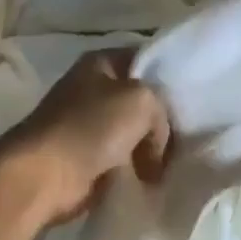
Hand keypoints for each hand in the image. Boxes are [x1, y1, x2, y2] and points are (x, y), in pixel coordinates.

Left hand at [0, 49, 171, 226]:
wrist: (46, 175)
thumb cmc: (91, 126)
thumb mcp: (142, 100)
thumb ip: (161, 111)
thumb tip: (154, 145)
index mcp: (99, 63)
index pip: (144, 60)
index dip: (169, 75)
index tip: (194, 97)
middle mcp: (91, 90)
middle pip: (140, 101)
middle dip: (162, 120)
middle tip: (188, 137)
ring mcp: (87, 126)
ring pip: (133, 134)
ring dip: (149, 151)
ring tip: (172, 163)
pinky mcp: (86, 159)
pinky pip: (122, 161)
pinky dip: (135, 171)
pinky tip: (154, 179)